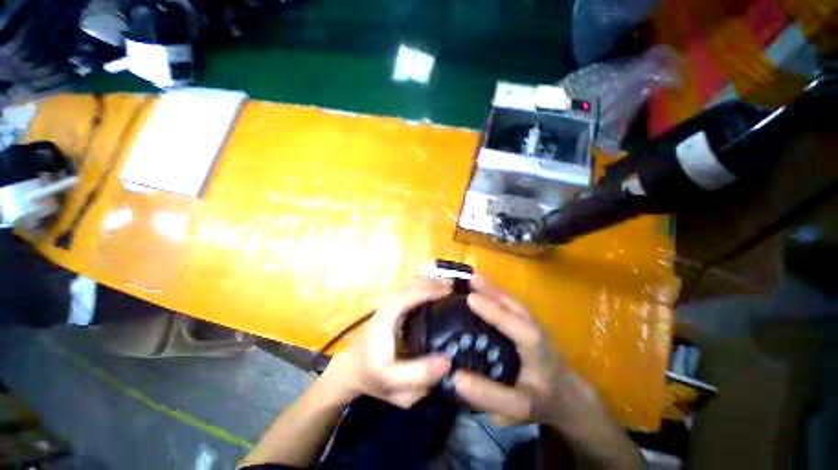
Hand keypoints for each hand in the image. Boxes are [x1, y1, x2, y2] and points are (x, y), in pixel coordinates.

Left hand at [322, 277, 452, 408]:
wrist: (353, 369)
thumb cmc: (372, 377)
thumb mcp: (393, 384)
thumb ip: (418, 375)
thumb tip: (448, 361)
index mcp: (385, 319)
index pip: (408, 296)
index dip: (430, 290)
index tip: (451, 292)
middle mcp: (388, 306)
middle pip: (411, 285)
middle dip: (434, 283)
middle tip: (457, 287)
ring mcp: (390, 304)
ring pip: (411, 285)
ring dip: (431, 282)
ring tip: (450, 286)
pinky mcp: (394, 307)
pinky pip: (411, 290)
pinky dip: (425, 285)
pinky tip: (437, 288)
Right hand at [453, 275, 640, 468]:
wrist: (568, 397)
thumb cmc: (542, 402)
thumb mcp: (518, 407)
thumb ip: (490, 395)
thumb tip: (456, 377)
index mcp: (535, 346)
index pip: (514, 324)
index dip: (492, 310)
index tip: (469, 298)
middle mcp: (534, 327)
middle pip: (513, 304)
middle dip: (490, 289)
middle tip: (467, 277)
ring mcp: (532, 322)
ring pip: (511, 301)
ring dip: (492, 288)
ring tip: (472, 277)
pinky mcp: (527, 323)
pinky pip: (510, 304)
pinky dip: (495, 294)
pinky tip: (483, 291)